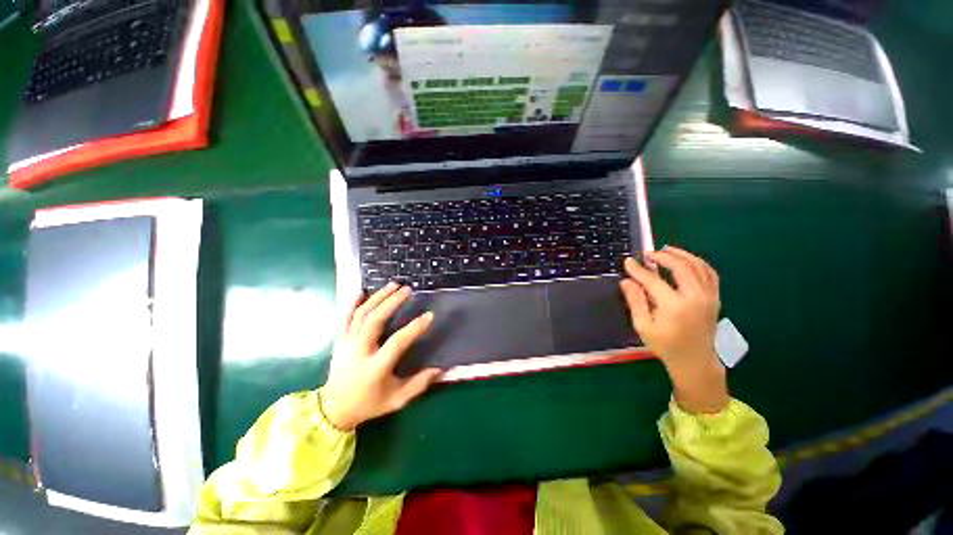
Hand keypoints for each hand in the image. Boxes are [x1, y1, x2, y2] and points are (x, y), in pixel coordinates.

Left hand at [320, 283, 442, 430]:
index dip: (414, 328)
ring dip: (377, 297)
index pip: (397, 343)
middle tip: (407, 289)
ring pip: (361, 315)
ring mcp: (346, 344)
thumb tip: (440, 369)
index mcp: (375, 368)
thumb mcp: (396, 400)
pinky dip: (353, 303)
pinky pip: (345, 317)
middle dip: (391, 302)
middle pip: (374, 321)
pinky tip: (363, 291)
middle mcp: (359, 352)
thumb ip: (418, 384)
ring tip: (393, 285)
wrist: (332, 410)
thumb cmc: (368, 404)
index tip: (429, 315)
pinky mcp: (340, 340)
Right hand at [619, 246, 728, 413]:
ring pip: (698, 266)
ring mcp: (708, 296)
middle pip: (680, 267)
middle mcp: (694, 297)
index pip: (653, 280)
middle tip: (648, 254)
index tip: (628, 261)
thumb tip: (626, 281)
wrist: (695, 360)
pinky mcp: (715, 298)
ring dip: (681, 255)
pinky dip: (698, 262)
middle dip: (662, 257)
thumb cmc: (665, 345)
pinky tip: (686, 260)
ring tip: (666, 250)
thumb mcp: (643, 326)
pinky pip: (710, 273)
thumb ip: (635, 301)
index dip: (638, 269)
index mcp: (674, 306)